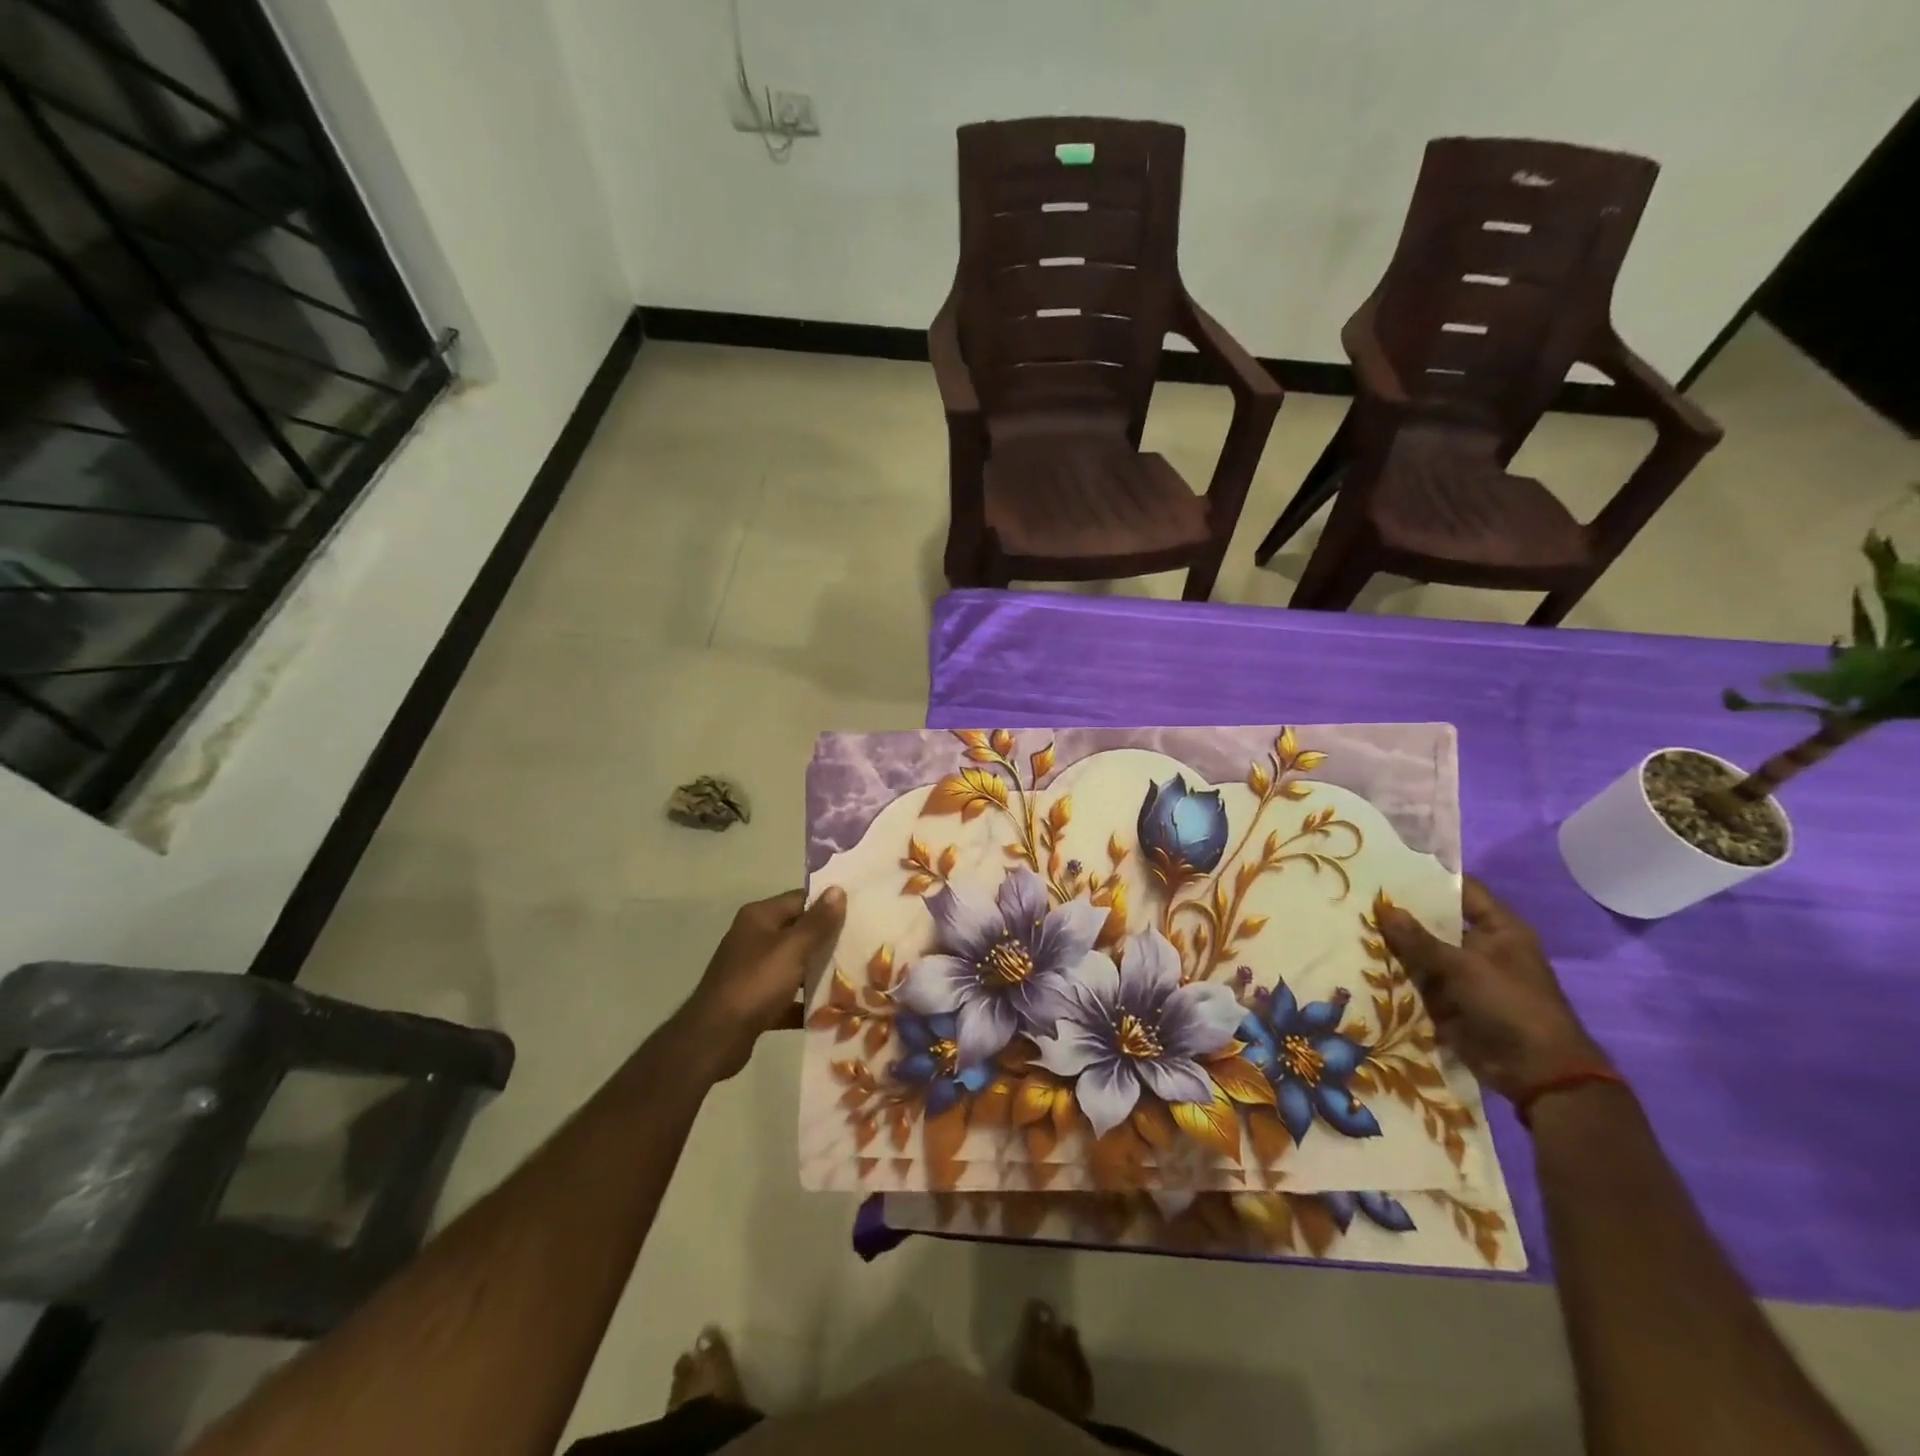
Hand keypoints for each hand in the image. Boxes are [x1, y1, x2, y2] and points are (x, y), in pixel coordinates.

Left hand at [677, 887, 845, 1080]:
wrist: (714, 1038)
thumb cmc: (755, 984)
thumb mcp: (792, 949)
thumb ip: (817, 921)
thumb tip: (837, 889)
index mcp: (760, 917)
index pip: (800, 900)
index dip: (828, 906)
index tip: (859, 915)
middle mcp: (753, 938)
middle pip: (798, 932)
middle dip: (827, 941)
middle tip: (861, 947)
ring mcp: (752, 970)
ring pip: (793, 965)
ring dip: (818, 973)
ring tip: (854, 978)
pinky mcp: (753, 1001)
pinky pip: (786, 996)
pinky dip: (803, 1002)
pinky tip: (830, 1011)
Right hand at [1377, 878, 1606, 1099]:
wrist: (1534, 1072)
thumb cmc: (1510, 1005)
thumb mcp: (1463, 967)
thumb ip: (1419, 939)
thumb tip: (1383, 908)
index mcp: (1498, 928)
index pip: (1460, 890)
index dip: (1427, 879)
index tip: (1387, 869)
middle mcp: (1479, 946)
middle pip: (1434, 921)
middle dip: (1399, 914)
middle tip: (1356, 896)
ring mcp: (1462, 974)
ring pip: (1420, 951)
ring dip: (1392, 945)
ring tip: (1349, 923)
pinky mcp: (1447, 999)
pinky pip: (1415, 979)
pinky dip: (1394, 973)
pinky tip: (1359, 958)